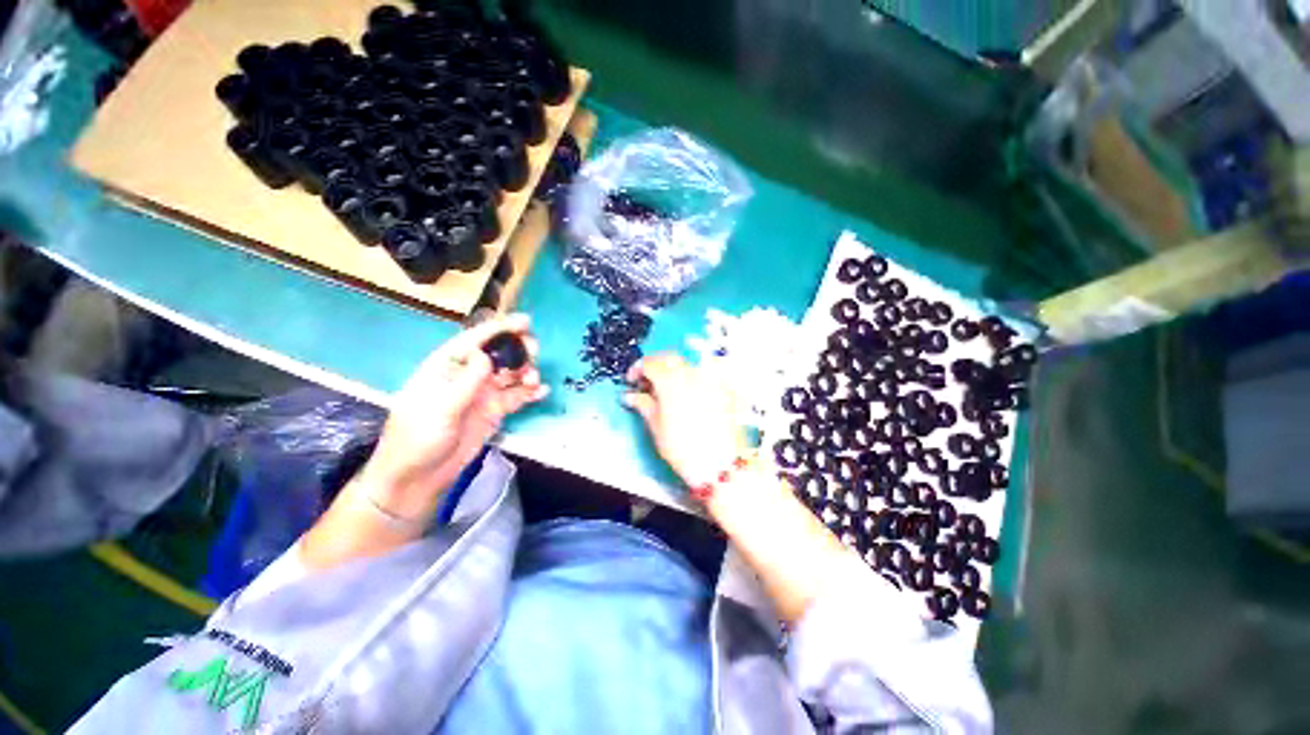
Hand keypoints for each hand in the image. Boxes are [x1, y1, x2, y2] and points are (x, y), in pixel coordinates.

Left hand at [358, 314, 548, 520]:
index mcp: (446, 367)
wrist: (417, 478)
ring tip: (534, 380)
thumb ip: (465, 382)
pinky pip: (516, 397)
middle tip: (534, 351)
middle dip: (517, 349)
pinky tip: (541, 392)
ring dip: (526, 372)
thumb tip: (487, 355)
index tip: (525, 321)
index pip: (475, 341)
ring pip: (511, 374)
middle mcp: (467, 376)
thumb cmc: (417, 439)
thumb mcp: (439, 408)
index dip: (500, 329)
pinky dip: (530, 393)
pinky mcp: (494, 411)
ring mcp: (482, 394)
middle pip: (498, 354)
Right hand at [623, 354, 746, 489]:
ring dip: (673, 371)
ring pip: (686, 364)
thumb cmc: (682, 447)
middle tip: (647, 384)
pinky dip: (690, 379)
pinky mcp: (722, 389)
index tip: (632, 381)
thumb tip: (631, 396)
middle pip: (669, 358)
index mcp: (670, 379)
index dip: (637, 369)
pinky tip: (687, 396)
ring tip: (666, 390)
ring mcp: (709, 379)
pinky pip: (702, 375)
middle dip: (655, 366)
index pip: (649, 363)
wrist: (718, 464)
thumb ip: (643, 404)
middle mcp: (691, 373)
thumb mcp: (656, 426)